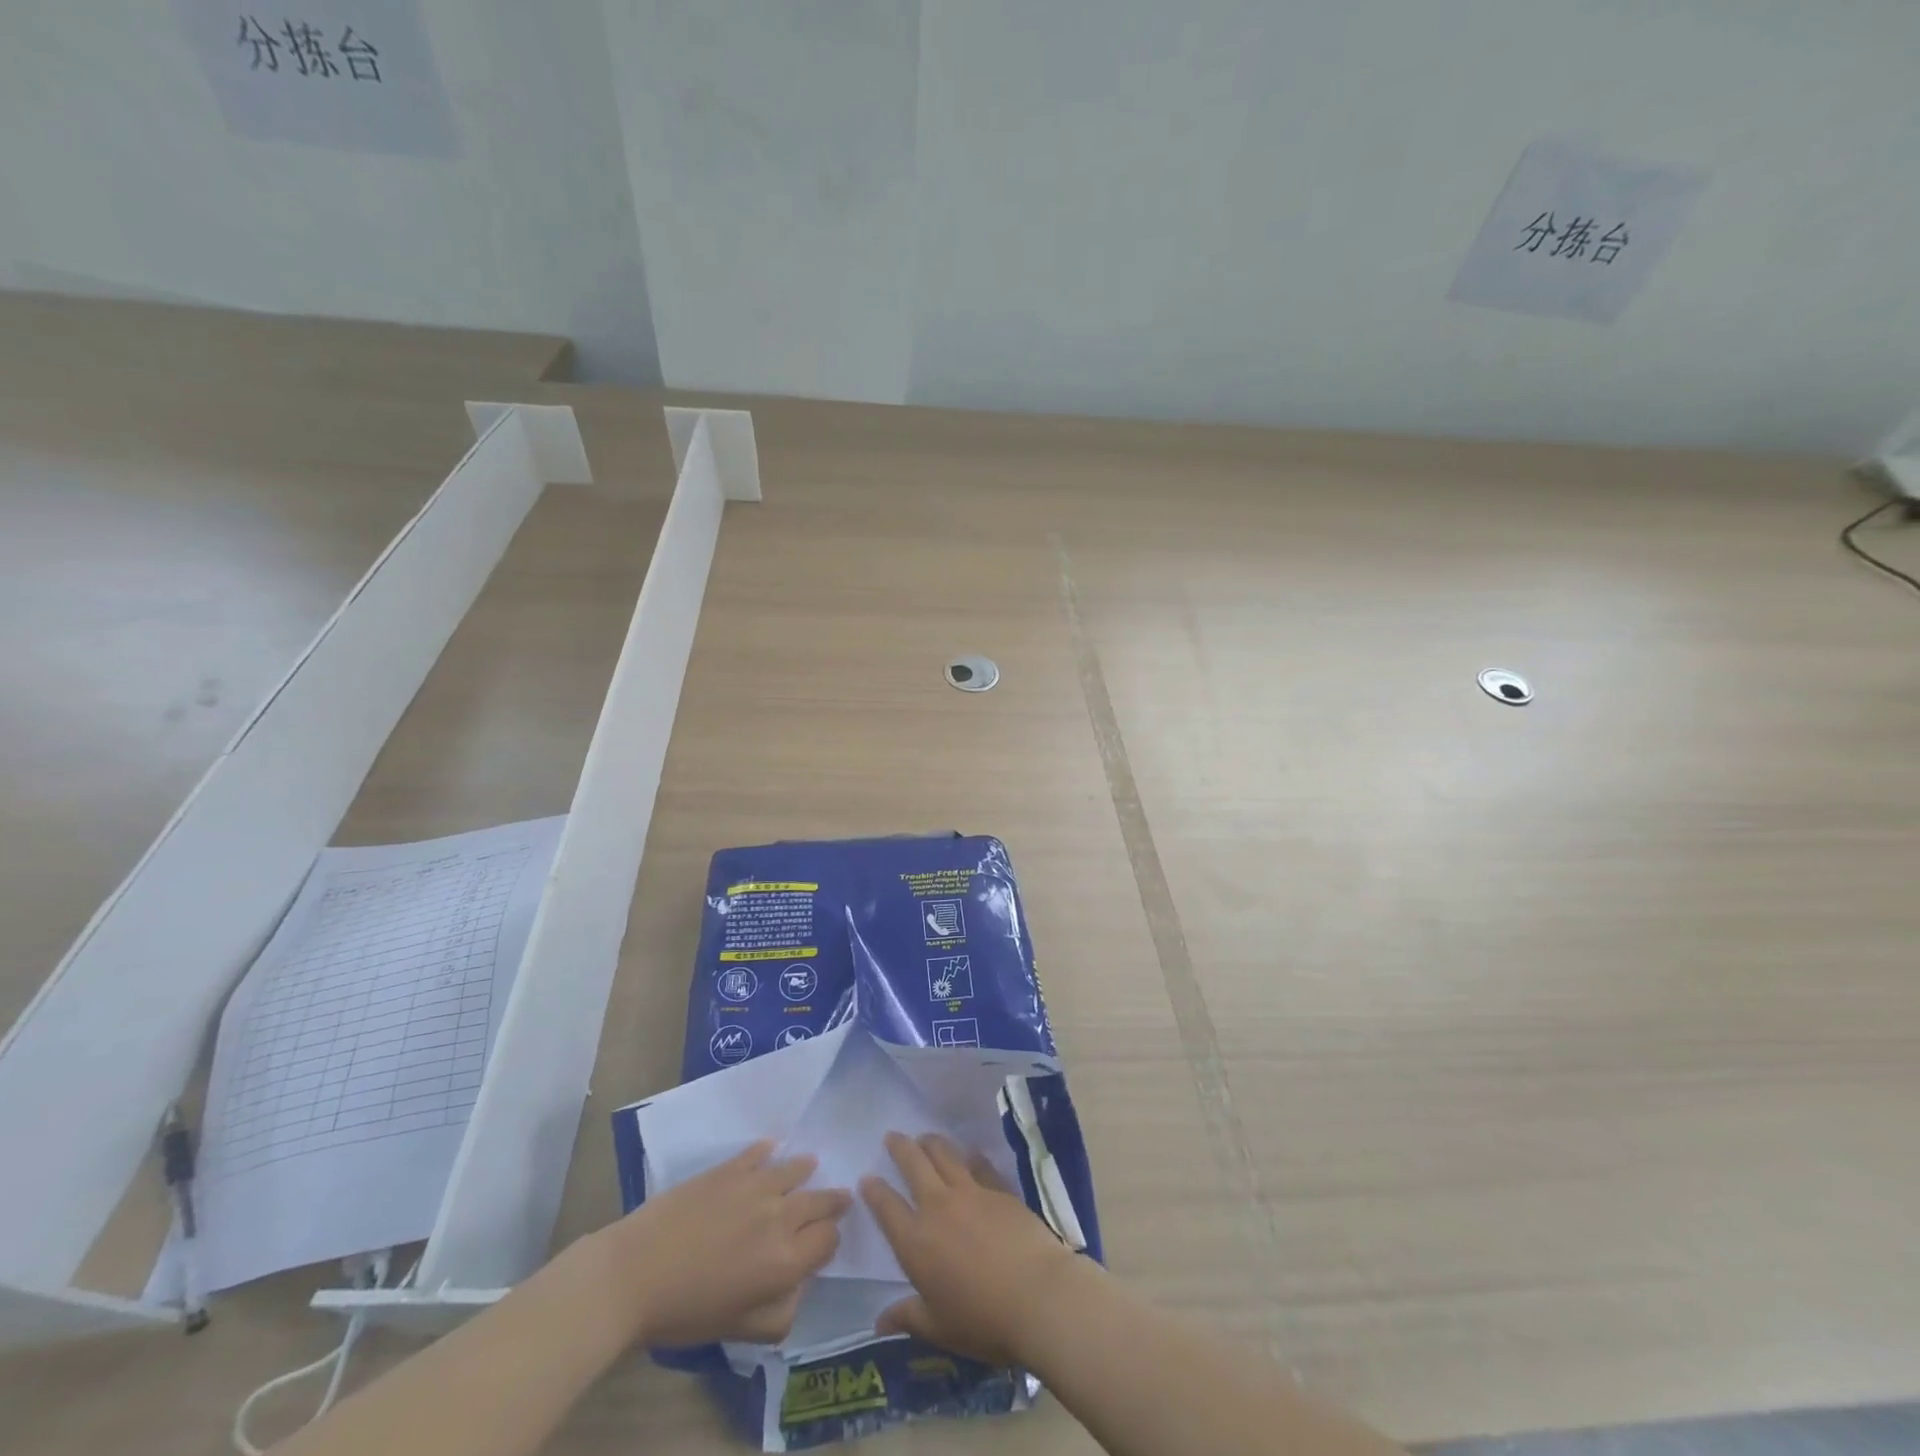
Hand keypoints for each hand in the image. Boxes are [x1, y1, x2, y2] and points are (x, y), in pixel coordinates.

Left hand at [605, 1140, 849, 1346]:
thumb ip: (780, 1314)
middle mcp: (780, 1218)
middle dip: (832, 1201)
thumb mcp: (738, 1331)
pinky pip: (759, 1152)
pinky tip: (770, 1148)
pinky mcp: (731, 1168)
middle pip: (820, 1201)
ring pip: (796, 1170)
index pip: (828, 1240)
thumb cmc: (686, 1312)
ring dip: (806, 1170)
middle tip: (838, 1198)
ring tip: (810, 1165)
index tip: (823, 1241)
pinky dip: (768, 1151)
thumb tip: (798, 1287)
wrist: (635, 1274)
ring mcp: (757, 1186)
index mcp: (786, 1262)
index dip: (829, 1240)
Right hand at [860, 1132, 1080, 1367]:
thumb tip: (879, 1322)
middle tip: (892, 1136)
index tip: (867, 1177)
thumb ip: (908, 1318)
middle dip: (900, 1148)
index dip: (874, 1191)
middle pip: (914, 1165)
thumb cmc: (983, 1320)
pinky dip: (971, 1156)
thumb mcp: (939, 1328)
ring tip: (925, 1137)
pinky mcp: (999, 1189)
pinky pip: (979, 1164)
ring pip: (945, 1155)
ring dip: (931, 1142)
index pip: (887, 1207)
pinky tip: (970, 1152)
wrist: (1037, 1296)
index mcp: (916, 1242)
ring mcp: (971, 1192)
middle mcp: (938, 1207)